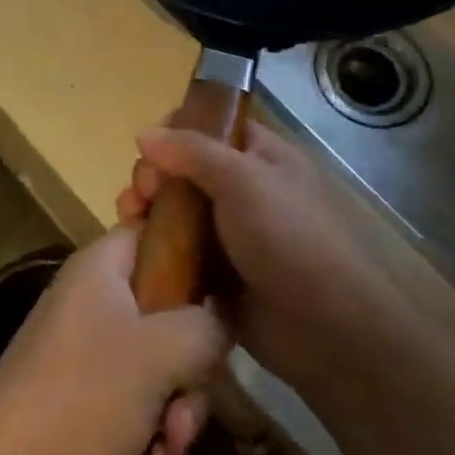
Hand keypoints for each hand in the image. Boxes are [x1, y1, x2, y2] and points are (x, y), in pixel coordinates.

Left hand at [0, 227, 226, 454]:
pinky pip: (139, 397)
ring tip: (172, 447)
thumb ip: (206, 325)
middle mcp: (95, 299)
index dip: (196, 250)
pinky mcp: (87, 396)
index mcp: (102, 267)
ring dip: (178, 406)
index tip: (229, 290)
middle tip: (191, 399)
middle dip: (191, 362)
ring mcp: (89, 349)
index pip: (156, 231)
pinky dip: (153, 429)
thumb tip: (225, 314)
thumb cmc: (83, 396)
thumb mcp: (160, 352)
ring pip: (160, 360)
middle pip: (168, 306)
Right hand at [117, 119, 380, 387]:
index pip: (210, 126)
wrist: (324, 328)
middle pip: (184, 169)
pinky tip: (133, 250)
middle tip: (143, 193)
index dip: (175, 130)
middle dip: (153, 175)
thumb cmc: (288, 238)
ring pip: (175, 212)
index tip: (148, 148)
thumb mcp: (243, 180)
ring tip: (130, 220)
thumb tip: (143, 133)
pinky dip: (153, 249)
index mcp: (259, 156)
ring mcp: (228, 234)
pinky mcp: (215, 275)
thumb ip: (192, 151)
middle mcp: (243, 190)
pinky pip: (176, 253)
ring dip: (147, 211)